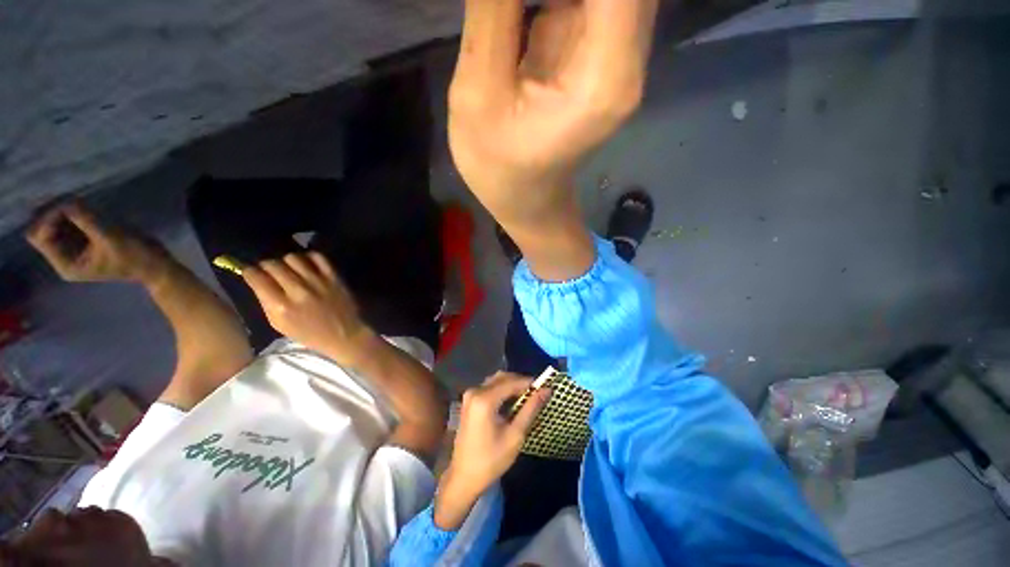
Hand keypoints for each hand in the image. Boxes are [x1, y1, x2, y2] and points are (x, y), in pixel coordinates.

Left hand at [25, 202, 165, 282]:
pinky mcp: (82, 238)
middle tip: (70, 199)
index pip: (38, 236)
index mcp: (65, 263)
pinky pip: (65, 220)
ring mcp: (72, 247)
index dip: (47, 218)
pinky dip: (70, 211)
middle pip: (40, 228)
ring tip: (78, 201)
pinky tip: (82, 206)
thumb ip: (87, 221)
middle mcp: (62, 255)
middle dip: (52, 212)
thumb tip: (68, 200)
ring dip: (62, 209)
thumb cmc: (135, 257)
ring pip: (51, 221)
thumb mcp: (112, 239)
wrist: (155, 265)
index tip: (67, 206)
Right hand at [242, 252, 371, 364]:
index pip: (256, 277)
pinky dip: (309, 257)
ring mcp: (318, 282)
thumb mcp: (279, 325)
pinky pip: (317, 257)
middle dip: (267, 266)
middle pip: (273, 264)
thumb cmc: (310, 334)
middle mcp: (298, 291)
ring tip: (290, 269)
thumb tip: (257, 281)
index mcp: (281, 307)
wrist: (345, 334)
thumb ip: (266, 302)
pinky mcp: (334, 277)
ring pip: (293, 258)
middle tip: (270, 271)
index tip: (250, 272)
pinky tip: (307, 265)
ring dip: (287, 261)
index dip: (249, 272)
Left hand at [434, 372, 550, 528]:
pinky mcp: (469, 401)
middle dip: (521, 382)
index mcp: (485, 399)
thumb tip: (547, 390)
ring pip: (496, 380)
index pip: (512, 382)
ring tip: (527, 397)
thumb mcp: (515, 435)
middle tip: (537, 393)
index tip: (546, 387)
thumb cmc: (491, 460)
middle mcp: (475, 391)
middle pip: (503, 377)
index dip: (530, 382)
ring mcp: (470, 395)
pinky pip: (489, 387)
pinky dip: (502, 390)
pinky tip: (512, 401)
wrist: (463, 477)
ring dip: (512, 385)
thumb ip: (531, 409)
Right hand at [449, 0, 657, 225]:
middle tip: (514, 0)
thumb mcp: (480, 95)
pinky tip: (524, 11)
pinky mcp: (600, 53)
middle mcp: (628, 59)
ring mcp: (618, 54)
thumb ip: (495, 10)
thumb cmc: (499, 169)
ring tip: (518, 10)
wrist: (525, 198)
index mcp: (604, 79)